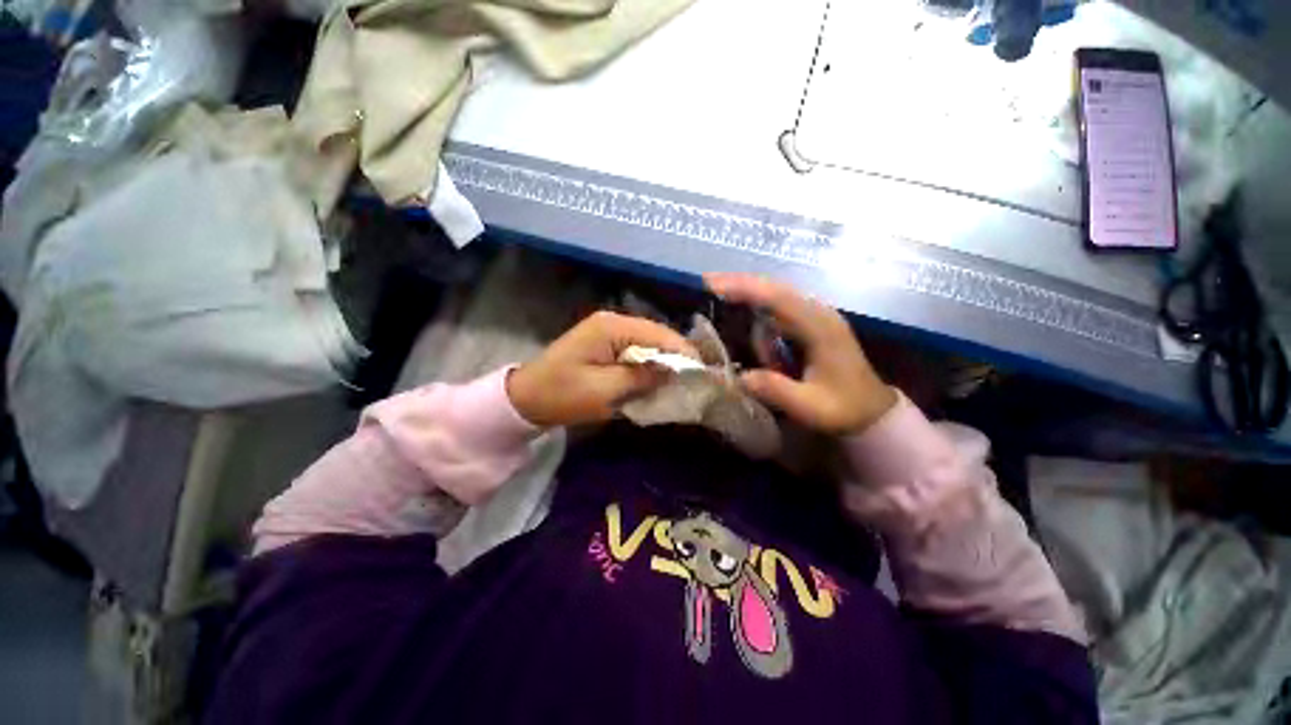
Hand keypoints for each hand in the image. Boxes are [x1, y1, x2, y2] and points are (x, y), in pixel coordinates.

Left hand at [507, 311, 697, 426]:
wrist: (526, 398)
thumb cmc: (562, 395)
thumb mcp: (604, 390)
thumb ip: (642, 377)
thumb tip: (675, 371)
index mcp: (612, 327)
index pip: (659, 334)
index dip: (683, 353)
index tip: (704, 373)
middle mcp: (613, 322)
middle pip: (657, 336)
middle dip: (676, 357)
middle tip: (697, 379)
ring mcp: (609, 331)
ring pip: (649, 343)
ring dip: (664, 361)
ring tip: (683, 380)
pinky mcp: (606, 344)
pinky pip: (637, 351)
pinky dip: (649, 364)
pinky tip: (659, 378)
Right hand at [704, 273, 896, 434]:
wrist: (873, 411)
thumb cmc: (844, 409)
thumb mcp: (810, 406)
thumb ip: (775, 390)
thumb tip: (738, 376)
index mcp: (820, 328)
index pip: (778, 298)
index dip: (745, 288)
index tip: (714, 284)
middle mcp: (819, 314)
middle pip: (775, 288)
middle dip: (741, 283)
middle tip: (708, 283)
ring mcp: (816, 317)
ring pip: (777, 294)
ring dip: (748, 292)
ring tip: (719, 294)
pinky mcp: (811, 324)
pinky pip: (780, 307)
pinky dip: (757, 304)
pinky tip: (742, 309)